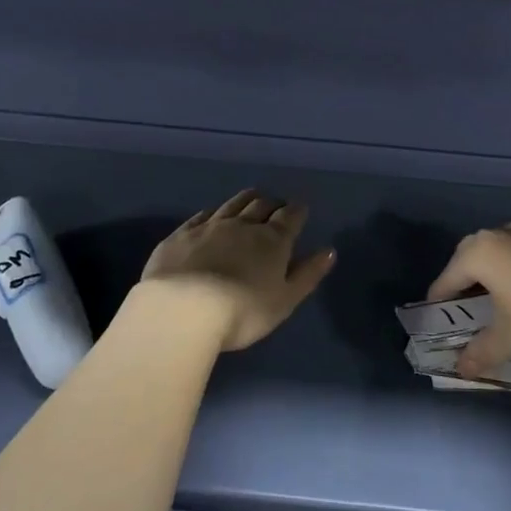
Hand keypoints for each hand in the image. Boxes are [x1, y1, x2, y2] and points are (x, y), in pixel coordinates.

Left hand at [135, 189, 335, 351]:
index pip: (290, 216)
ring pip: (232, 204)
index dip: (297, 211)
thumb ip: (308, 274)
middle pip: (261, 205)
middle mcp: (243, 225)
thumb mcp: (284, 300)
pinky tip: (211, 216)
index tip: (300, 210)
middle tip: (276, 206)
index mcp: (272, 240)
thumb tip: (330, 250)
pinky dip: (212, 213)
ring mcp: (209, 226)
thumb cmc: (243, 311)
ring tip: (251, 198)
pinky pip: (201, 216)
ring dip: (245, 199)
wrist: (183, 309)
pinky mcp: (181, 235)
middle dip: (272, 203)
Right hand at [424, 224, 510, 378]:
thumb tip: (462, 368)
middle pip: (470, 256)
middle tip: (459, 304)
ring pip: (497, 252)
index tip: (433, 314)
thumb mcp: (507, 337)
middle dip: (462, 278)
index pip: (449, 275)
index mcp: (480, 251)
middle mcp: (500, 235)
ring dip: (489, 273)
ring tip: (489, 300)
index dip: (440, 297)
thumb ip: (480, 351)